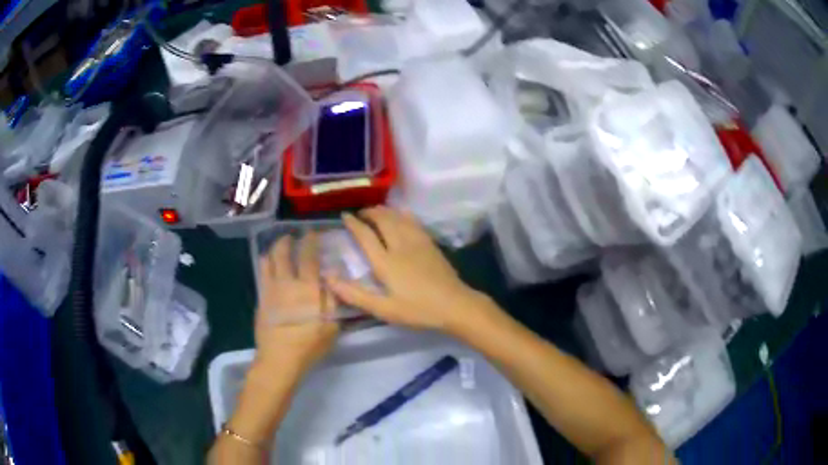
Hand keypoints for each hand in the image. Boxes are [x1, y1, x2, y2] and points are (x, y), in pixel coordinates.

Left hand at [254, 232, 338, 374]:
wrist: (279, 359)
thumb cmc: (309, 344)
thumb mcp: (331, 325)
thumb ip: (333, 299)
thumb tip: (333, 276)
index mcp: (306, 287)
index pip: (307, 256)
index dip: (310, 241)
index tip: (311, 233)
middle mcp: (285, 283)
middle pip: (282, 253)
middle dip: (286, 241)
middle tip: (291, 237)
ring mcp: (269, 290)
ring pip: (267, 262)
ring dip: (273, 251)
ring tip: (277, 249)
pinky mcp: (261, 300)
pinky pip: (261, 276)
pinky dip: (265, 266)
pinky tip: (270, 270)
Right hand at [325, 207, 491, 332]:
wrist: (455, 305)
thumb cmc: (418, 310)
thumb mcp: (383, 309)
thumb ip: (355, 294)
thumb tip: (328, 279)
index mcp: (385, 262)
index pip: (365, 235)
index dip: (353, 223)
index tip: (345, 216)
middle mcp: (400, 245)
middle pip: (382, 220)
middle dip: (369, 212)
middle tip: (360, 213)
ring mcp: (417, 242)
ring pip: (398, 217)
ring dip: (385, 211)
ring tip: (376, 211)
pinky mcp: (430, 243)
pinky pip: (414, 221)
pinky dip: (403, 214)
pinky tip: (402, 214)